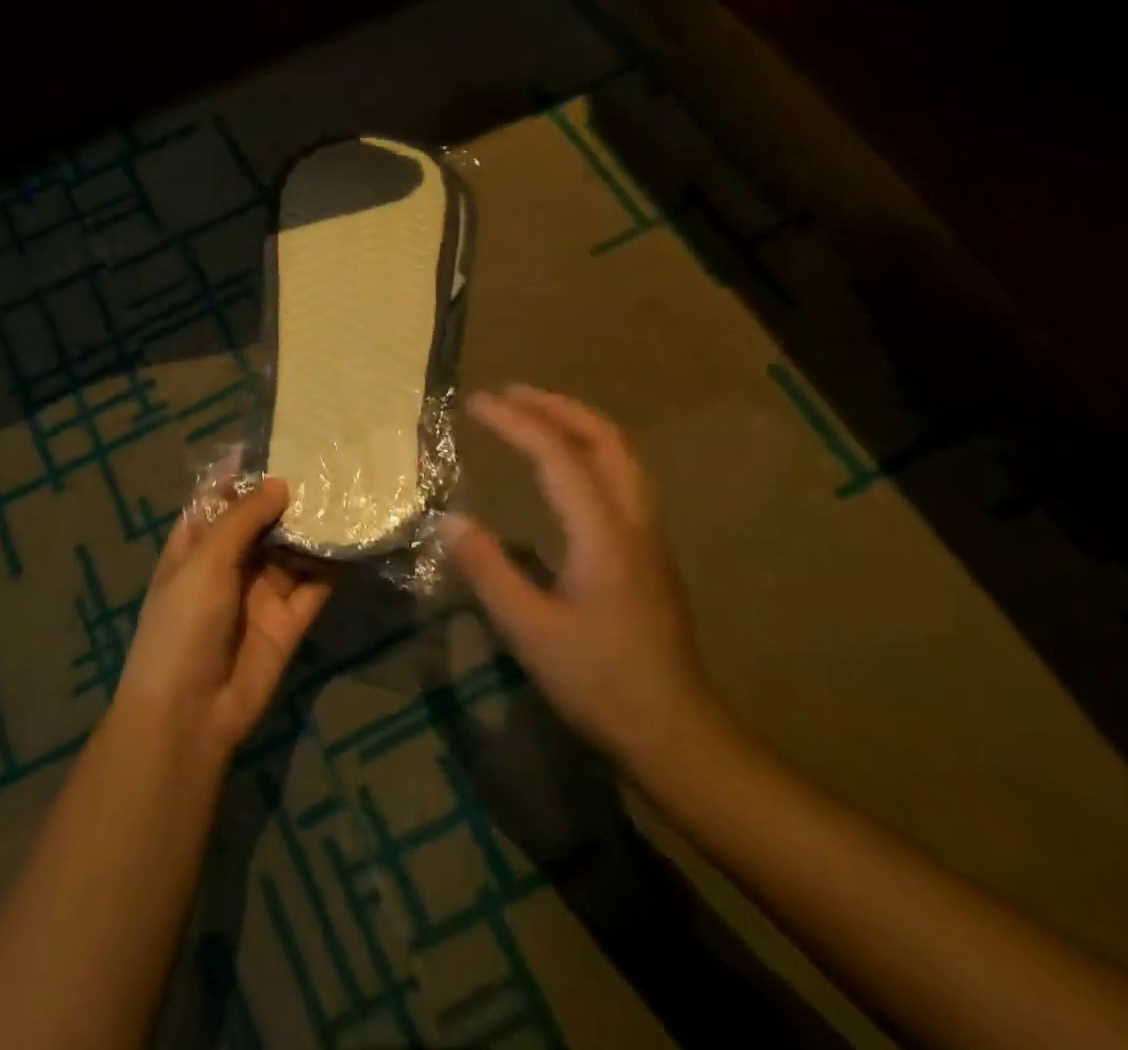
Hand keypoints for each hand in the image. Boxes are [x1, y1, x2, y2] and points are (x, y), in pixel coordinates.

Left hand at [114, 476, 331, 757]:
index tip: (278, 439)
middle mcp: (230, 563)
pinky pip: (315, 584)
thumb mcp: (204, 561)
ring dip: (314, 526)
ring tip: (349, 489)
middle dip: (288, 494)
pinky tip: (356, 536)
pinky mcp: (290, 620)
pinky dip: (332, 564)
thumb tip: (280, 483)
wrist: (190, 714)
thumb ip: (242, 519)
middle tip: (327, 459)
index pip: (219, 496)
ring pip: (292, 550)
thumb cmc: (183, 624)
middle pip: (262, 520)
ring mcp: (261, 592)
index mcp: (196, 544)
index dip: (244, 470)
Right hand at [442, 385, 721, 770]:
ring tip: (537, 415)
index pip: (559, 455)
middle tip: (511, 393)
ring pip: (622, 456)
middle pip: (606, 439)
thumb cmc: (600, 683)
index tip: (476, 403)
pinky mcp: (649, 555)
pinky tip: (566, 470)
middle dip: (557, 406)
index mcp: (604, 533)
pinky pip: (623, 477)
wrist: (677, 734)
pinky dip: (591, 451)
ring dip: (579, 424)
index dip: (516, 421)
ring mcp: (649, 537)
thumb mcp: (530, 631)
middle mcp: (634, 521)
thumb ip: (488, 571)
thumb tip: (449, 519)